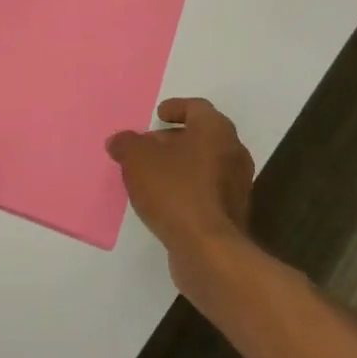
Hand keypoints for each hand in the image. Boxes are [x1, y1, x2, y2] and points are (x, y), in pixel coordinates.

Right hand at [107, 98, 254, 273]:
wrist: (208, 249)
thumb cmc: (175, 190)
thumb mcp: (137, 159)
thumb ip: (126, 144)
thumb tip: (119, 141)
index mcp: (216, 130)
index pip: (197, 108)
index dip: (176, 108)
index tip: (159, 115)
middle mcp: (233, 152)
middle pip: (203, 136)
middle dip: (175, 139)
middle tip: (150, 145)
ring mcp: (237, 185)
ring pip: (206, 164)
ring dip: (181, 165)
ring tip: (152, 174)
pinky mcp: (233, 213)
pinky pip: (208, 190)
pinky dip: (189, 188)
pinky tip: (165, 200)